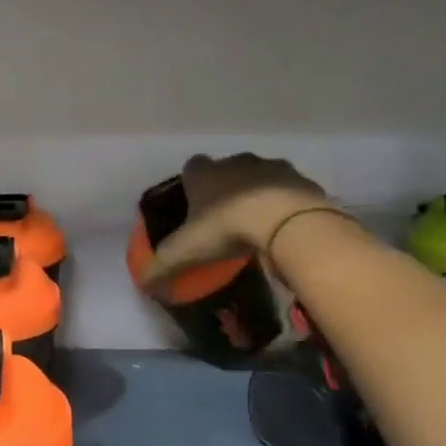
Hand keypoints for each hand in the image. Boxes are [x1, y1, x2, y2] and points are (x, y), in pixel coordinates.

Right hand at [141, 153, 332, 280]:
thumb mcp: (185, 251)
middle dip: (225, 189)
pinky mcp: (302, 180)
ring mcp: (272, 167)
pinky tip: (283, 228)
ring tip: (256, 225)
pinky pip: (288, 191)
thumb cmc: (226, 227)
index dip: (191, 184)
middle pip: (226, 170)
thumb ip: (160, 266)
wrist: (286, 221)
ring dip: (257, 194)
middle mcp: (236, 162)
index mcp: (204, 173)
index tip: (194, 206)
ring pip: (259, 177)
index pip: (191, 168)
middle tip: (224, 219)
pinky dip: (284, 205)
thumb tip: (143, 282)